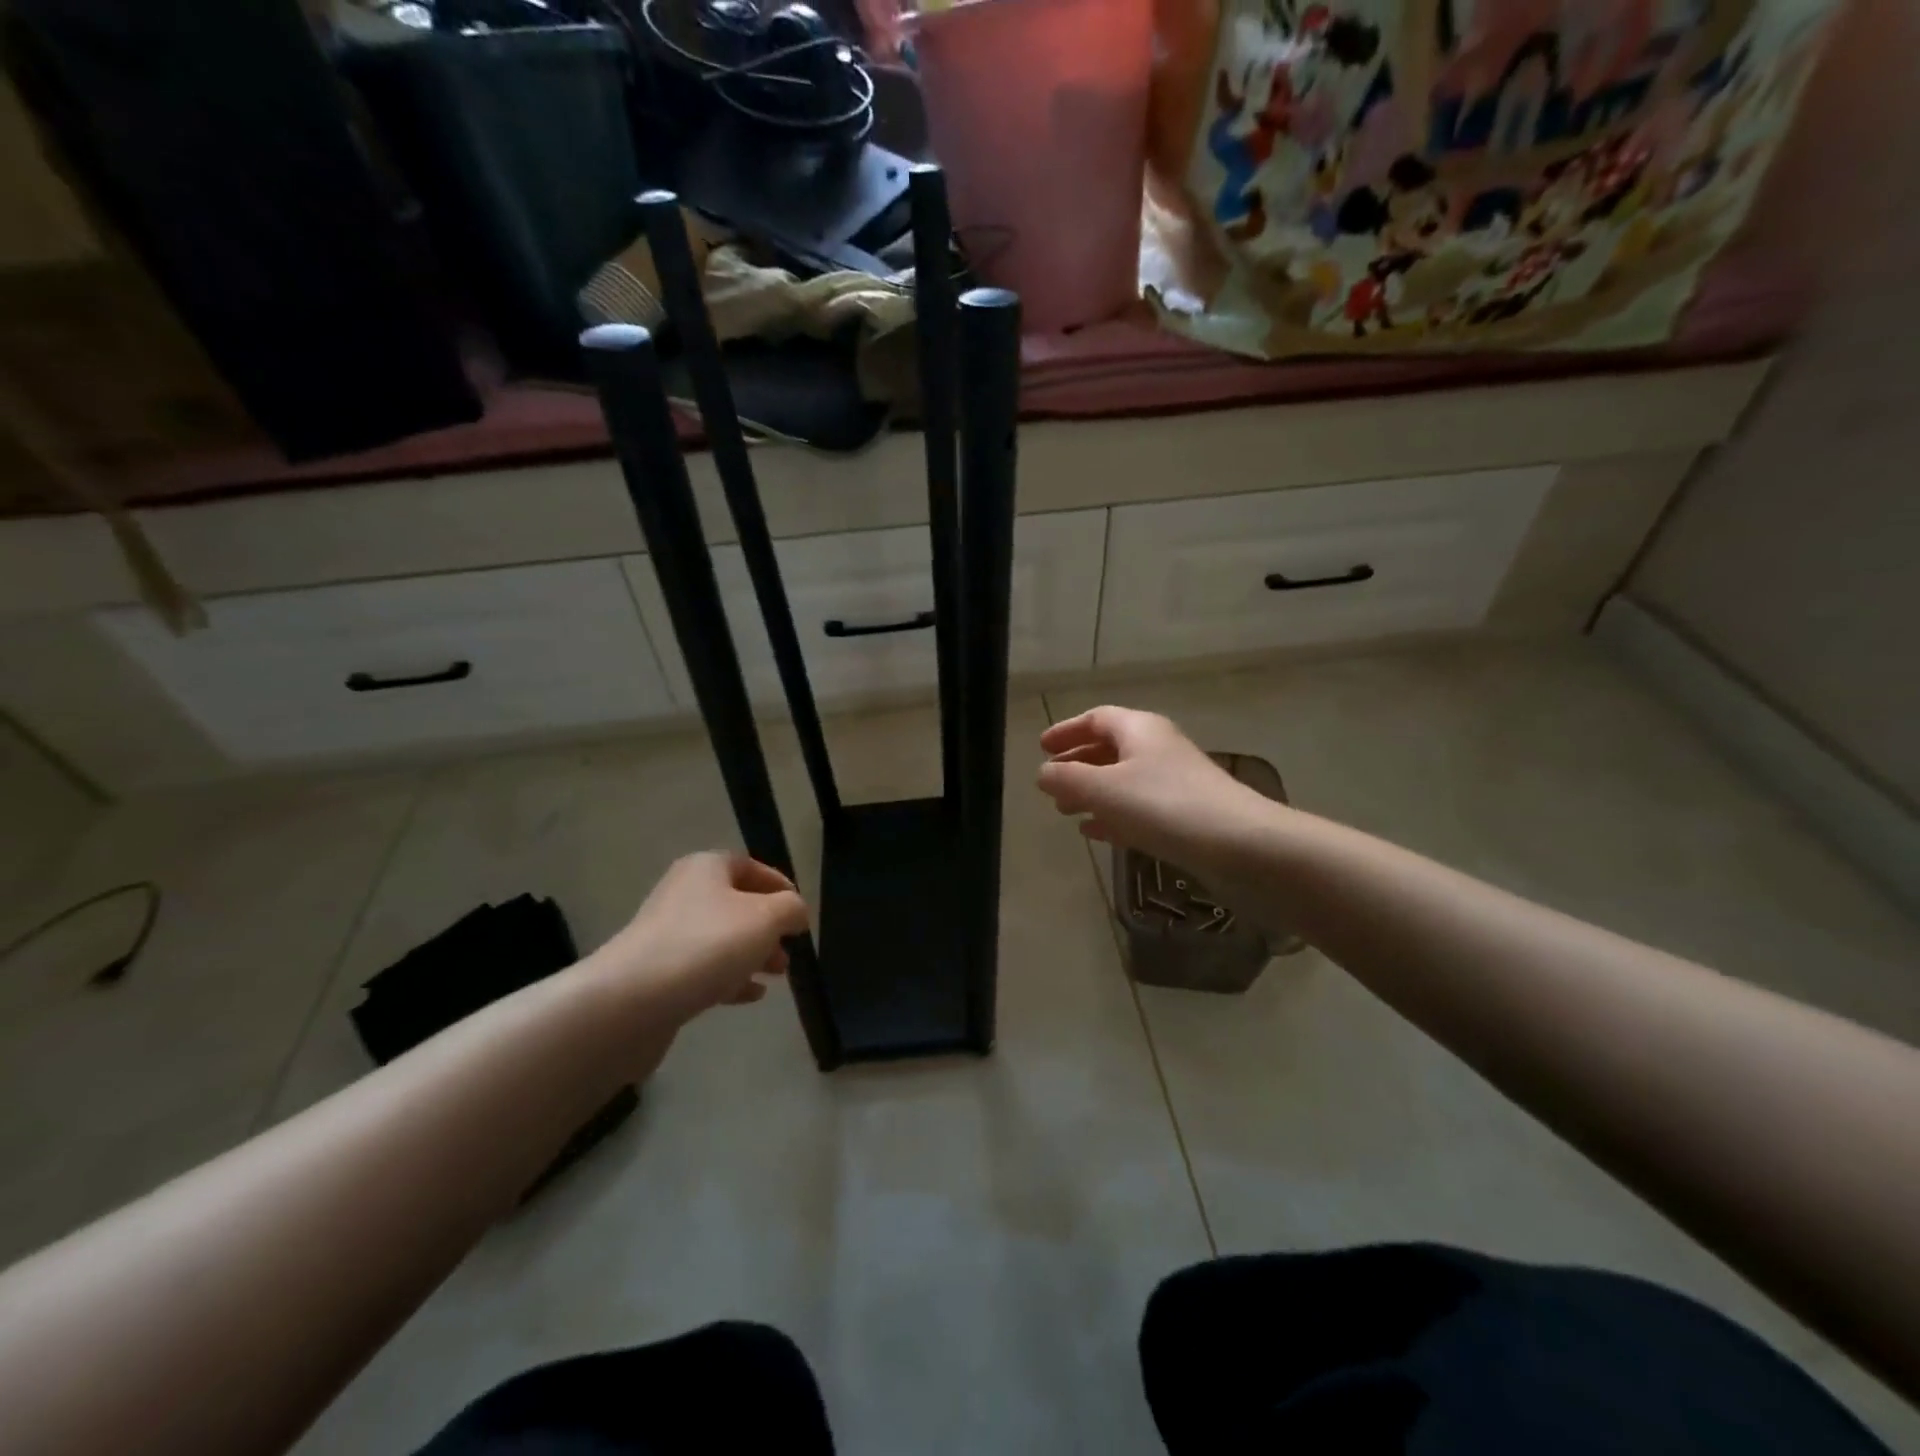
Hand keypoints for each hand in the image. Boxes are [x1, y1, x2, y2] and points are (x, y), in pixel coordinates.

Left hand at [595, 852, 809, 1022]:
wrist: (632, 1000)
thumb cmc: (707, 944)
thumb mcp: (766, 918)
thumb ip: (791, 909)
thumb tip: (796, 912)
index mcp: (706, 868)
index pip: (750, 866)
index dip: (779, 886)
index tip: (800, 912)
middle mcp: (684, 894)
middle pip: (736, 904)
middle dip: (768, 927)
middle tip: (790, 949)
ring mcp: (667, 935)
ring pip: (722, 939)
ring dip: (753, 954)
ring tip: (778, 974)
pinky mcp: (658, 973)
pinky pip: (703, 969)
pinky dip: (730, 978)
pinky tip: (752, 995)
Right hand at [1037, 707, 1278, 874]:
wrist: (1242, 845)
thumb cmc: (1165, 806)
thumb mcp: (1105, 790)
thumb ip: (1068, 779)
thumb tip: (1043, 773)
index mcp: (1139, 729)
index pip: (1096, 718)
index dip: (1067, 730)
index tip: (1042, 747)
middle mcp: (1158, 748)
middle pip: (1110, 748)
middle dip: (1077, 764)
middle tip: (1051, 782)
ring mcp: (1174, 782)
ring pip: (1123, 780)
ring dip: (1092, 792)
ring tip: (1065, 811)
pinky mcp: (1185, 815)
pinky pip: (1138, 807)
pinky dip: (1113, 814)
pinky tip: (1096, 832)